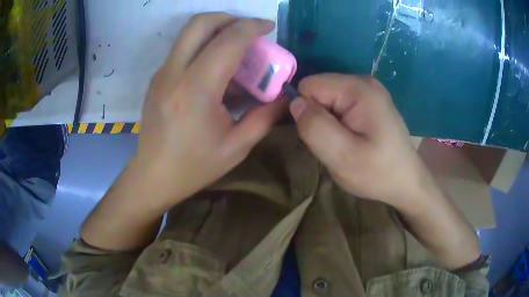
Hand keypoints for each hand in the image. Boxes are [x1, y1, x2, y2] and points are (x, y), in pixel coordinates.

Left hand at [136, 13, 285, 201]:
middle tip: (248, 30)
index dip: (251, 27)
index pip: (227, 41)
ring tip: (236, 49)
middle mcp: (173, 73)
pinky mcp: (157, 78)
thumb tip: (285, 96)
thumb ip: (265, 117)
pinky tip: (217, 70)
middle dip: (229, 18)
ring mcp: (161, 73)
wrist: (153, 176)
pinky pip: (183, 49)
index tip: (268, 27)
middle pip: (200, 23)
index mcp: (195, 91)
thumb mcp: (236, 147)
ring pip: (189, 33)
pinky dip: (204, 46)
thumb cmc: (194, 166)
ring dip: (216, 30)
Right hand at [290, 74, 430, 207]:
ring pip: (327, 99)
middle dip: (317, 117)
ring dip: (327, 122)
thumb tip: (295, 102)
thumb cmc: (378, 173)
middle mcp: (363, 82)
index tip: (315, 136)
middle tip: (333, 144)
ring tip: (343, 144)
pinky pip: (339, 105)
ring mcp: (369, 91)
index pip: (309, 85)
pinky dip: (338, 122)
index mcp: (358, 89)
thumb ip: (315, 127)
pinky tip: (352, 139)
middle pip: (319, 90)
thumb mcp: (343, 157)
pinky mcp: (370, 101)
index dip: (304, 110)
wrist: (407, 182)